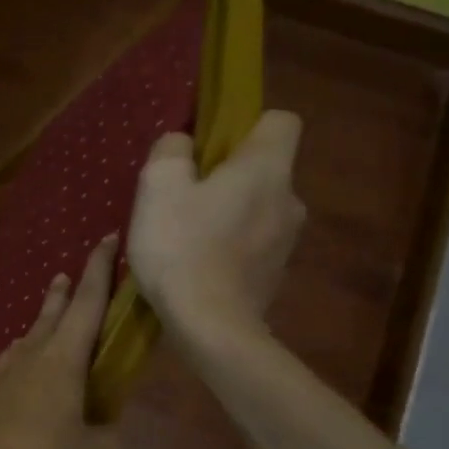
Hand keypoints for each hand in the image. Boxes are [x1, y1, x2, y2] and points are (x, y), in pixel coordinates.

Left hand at [0, 235, 122, 448]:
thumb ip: (110, 438)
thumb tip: (106, 431)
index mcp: (64, 357)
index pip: (88, 301)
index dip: (101, 268)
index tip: (108, 238)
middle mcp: (32, 355)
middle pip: (52, 313)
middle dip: (64, 291)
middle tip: (66, 274)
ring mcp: (2, 373)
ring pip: (27, 338)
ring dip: (40, 323)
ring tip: (45, 322)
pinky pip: (9, 364)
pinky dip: (20, 358)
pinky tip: (17, 370)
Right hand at [129, 111, 306, 342]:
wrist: (210, 326)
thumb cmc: (182, 246)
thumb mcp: (158, 185)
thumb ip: (171, 150)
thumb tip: (182, 143)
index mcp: (267, 168)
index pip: (281, 121)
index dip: (246, 125)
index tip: (210, 147)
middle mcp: (290, 199)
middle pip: (264, 168)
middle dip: (228, 174)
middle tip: (183, 194)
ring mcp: (287, 240)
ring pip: (257, 206)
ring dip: (227, 211)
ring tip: (184, 233)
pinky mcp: (275, 273)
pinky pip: (252, 241)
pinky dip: (228, 244)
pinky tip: (195, 262)